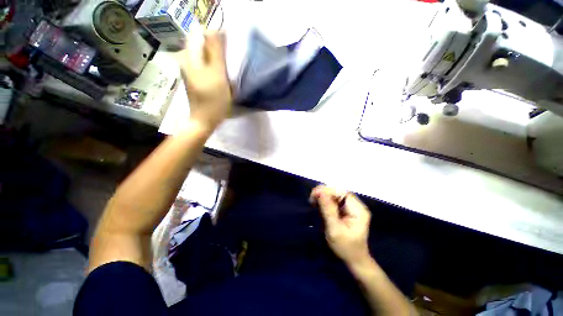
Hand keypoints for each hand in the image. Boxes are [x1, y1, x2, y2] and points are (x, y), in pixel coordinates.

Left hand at [177, 32, 231, 130]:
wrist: (204, 121)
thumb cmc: (213, 100)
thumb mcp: (217, 75)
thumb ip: (217, 52)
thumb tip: (218, 31)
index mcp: (189, 57)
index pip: (200, 34)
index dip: (215, 37)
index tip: (228, 48)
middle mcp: (187, 61)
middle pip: (203, 46)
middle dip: (217, 50)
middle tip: (230, 61)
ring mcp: (191, 71)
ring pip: (206, 57)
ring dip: (218, 60)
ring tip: (228, 70)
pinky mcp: (196, 80)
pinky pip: (206, 67)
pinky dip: (215, 69)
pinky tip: (223, 78)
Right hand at [310, 185, 371, 264]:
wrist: (354, 260)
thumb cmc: (345, 247)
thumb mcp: (335, 229)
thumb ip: (328, 209)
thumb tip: (320, 191)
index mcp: (358, 210)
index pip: (342, 192)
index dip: (328, 191)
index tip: (314, 195)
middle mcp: (356, 205)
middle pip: (339, 192)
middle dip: (324, 193)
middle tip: (312, 199)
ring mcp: (352, 208)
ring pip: (335, 196)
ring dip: (323, 197)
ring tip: (313, 202)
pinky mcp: (346, 210)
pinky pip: (334, 201)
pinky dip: (325, 202)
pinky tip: (318, 205)